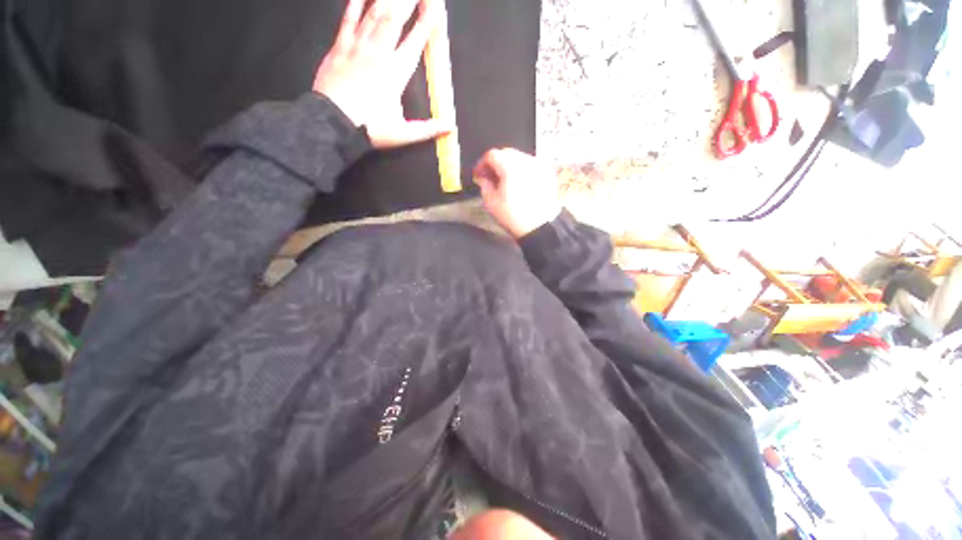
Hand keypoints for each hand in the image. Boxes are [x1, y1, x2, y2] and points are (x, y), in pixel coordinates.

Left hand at [313, 0, 450, 148]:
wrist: (333, 124)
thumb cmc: (371, 129)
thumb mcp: (403, 134)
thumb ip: (428, 129)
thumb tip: (451, 127)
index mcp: (396, 74)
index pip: (415, 42)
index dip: (426, 23)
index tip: (435, 6)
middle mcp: (379, 53)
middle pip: (396, 18)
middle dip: (408, 0)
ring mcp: (358, 46)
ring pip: (375, 13)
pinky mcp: (339, 46)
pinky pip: (349, 18)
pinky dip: (356, 3)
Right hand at [473, 149, 561, 238]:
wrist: (540, 227)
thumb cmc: (514, 216)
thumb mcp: (491, 203)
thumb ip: (484, 185)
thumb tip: (483, 178)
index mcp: (510, 166)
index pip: (492, 155)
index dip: (482, 164)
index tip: (479, 174)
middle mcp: (525, 161)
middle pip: (506, 153)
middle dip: (496, 163)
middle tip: (490, 177)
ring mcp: (538, 166)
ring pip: (519, 158)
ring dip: (509, 166)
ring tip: (505, 182)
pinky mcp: (547, 174)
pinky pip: (531, 166)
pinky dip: (522, 171)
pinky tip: (519, 185)